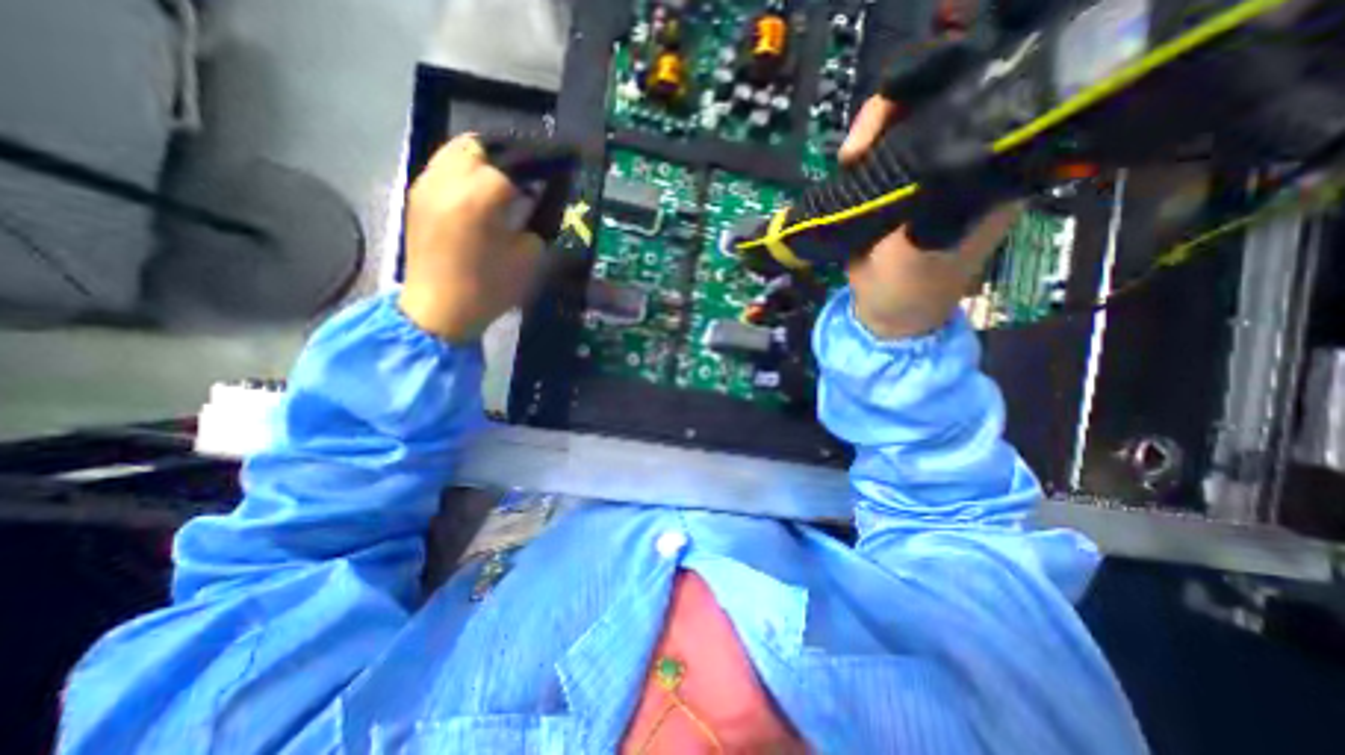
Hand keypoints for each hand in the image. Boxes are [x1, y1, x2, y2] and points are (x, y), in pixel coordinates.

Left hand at [396, 135, 541, 341]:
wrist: (439, 311)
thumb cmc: (489, 289)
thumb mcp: (528, 259)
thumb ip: (536, 223)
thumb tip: (534, 201)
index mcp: (478, 198)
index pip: (512, 165)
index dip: (536, 169)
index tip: (552, 176)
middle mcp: (447, 181)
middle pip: (478, 146)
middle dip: (505, 159)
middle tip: (523, 180)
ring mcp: (426, 186)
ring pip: (455, 152)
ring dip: (482, 161)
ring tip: (500, 184)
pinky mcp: (416, 197)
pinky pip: (442, 168)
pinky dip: (463, 172)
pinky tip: (476, 196)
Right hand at [839, 94, 1013, 339]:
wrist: (884, 311)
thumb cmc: (911, 288)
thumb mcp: (926, 251)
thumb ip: (936, 207)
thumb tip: (938, 157)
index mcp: (988, 175)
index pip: (975, 110)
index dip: (936, 99)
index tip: (893, 121)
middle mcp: (965, 166)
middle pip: (937, 109)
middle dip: (895, 115)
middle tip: (857, 148)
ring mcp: (928, 176)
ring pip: (905, 127)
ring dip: (874, 132)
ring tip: (849, 158)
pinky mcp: (898, 187)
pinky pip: (884, 153)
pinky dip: (864, 150)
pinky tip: (848, 162)